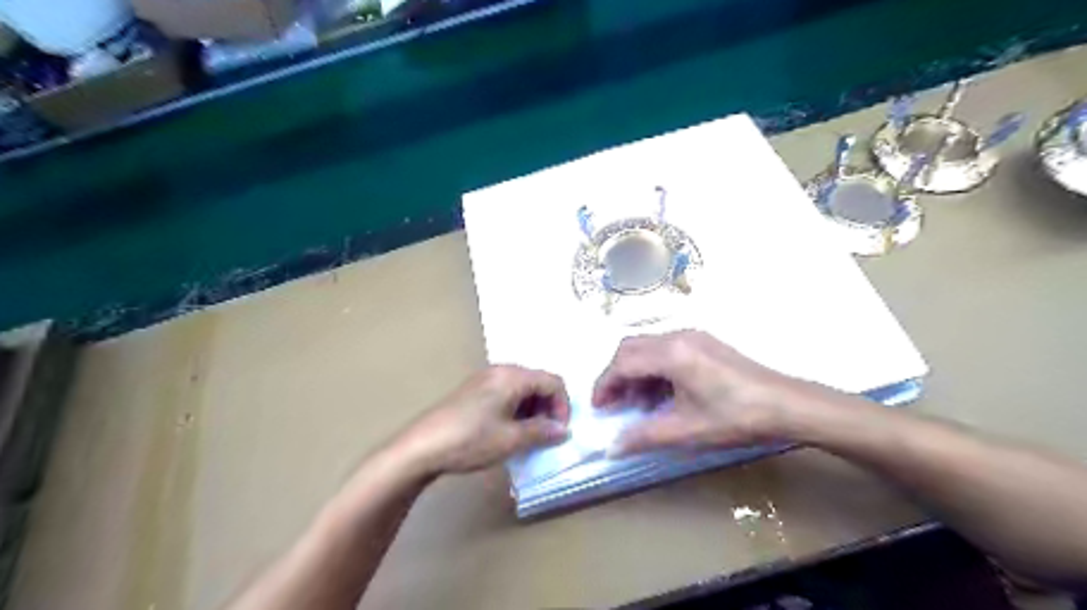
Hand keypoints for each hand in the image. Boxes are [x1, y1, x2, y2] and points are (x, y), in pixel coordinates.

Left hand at [398, 365, 569, 473]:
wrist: (421, 447)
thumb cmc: (470, 440)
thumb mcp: (511, 439)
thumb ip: (542, 432)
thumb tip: (562, 430)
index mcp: (512, 376)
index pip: (553, 382)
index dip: (563, 406)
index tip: (559, 431)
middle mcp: (500, 370)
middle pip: (538, 382)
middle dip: (547, 408)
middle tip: (544, 435)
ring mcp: (485, 378)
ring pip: (522, 388)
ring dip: (532, 410)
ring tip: (527, 436)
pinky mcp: (474, 390)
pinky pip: (506, 392)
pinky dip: (516, 408)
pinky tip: (507, 430)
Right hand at [591, 332, 818, 454]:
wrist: (787, 405)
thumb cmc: (735, 417)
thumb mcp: (686, 431)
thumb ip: (643, 436)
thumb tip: (611, 448)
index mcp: (671, 353)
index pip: (623, 362)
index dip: (605, 384)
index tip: (599, 408)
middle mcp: (678, 336)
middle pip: (631, 348)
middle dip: (616, 375)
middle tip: (614, 405)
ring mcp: (693, 337)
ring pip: (648, 348)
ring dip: (636, 373)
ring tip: (639, 405)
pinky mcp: (705, 343)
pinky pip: (667, 350)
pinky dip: (655, 370)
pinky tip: (663, 395)